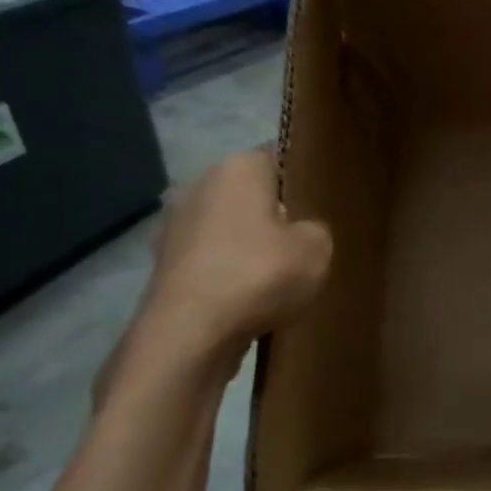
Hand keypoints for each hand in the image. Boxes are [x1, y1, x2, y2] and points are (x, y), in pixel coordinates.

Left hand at [139, 148, 332, 362]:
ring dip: (250, 245)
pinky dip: (231, 271)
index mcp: (238, 168)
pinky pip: (212, 258)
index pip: (279, 158)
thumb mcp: (318, 248)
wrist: (190, 332)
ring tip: (282, 274)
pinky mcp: (166, 263)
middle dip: (276, 213)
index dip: (304, 179)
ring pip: (229, 227)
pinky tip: (252, 295)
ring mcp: (175, 225)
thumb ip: (316, 229)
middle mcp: (200, 186)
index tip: (324, 202)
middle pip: (251, 194)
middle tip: (308, 241)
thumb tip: (301, 231)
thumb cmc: (260, 274)